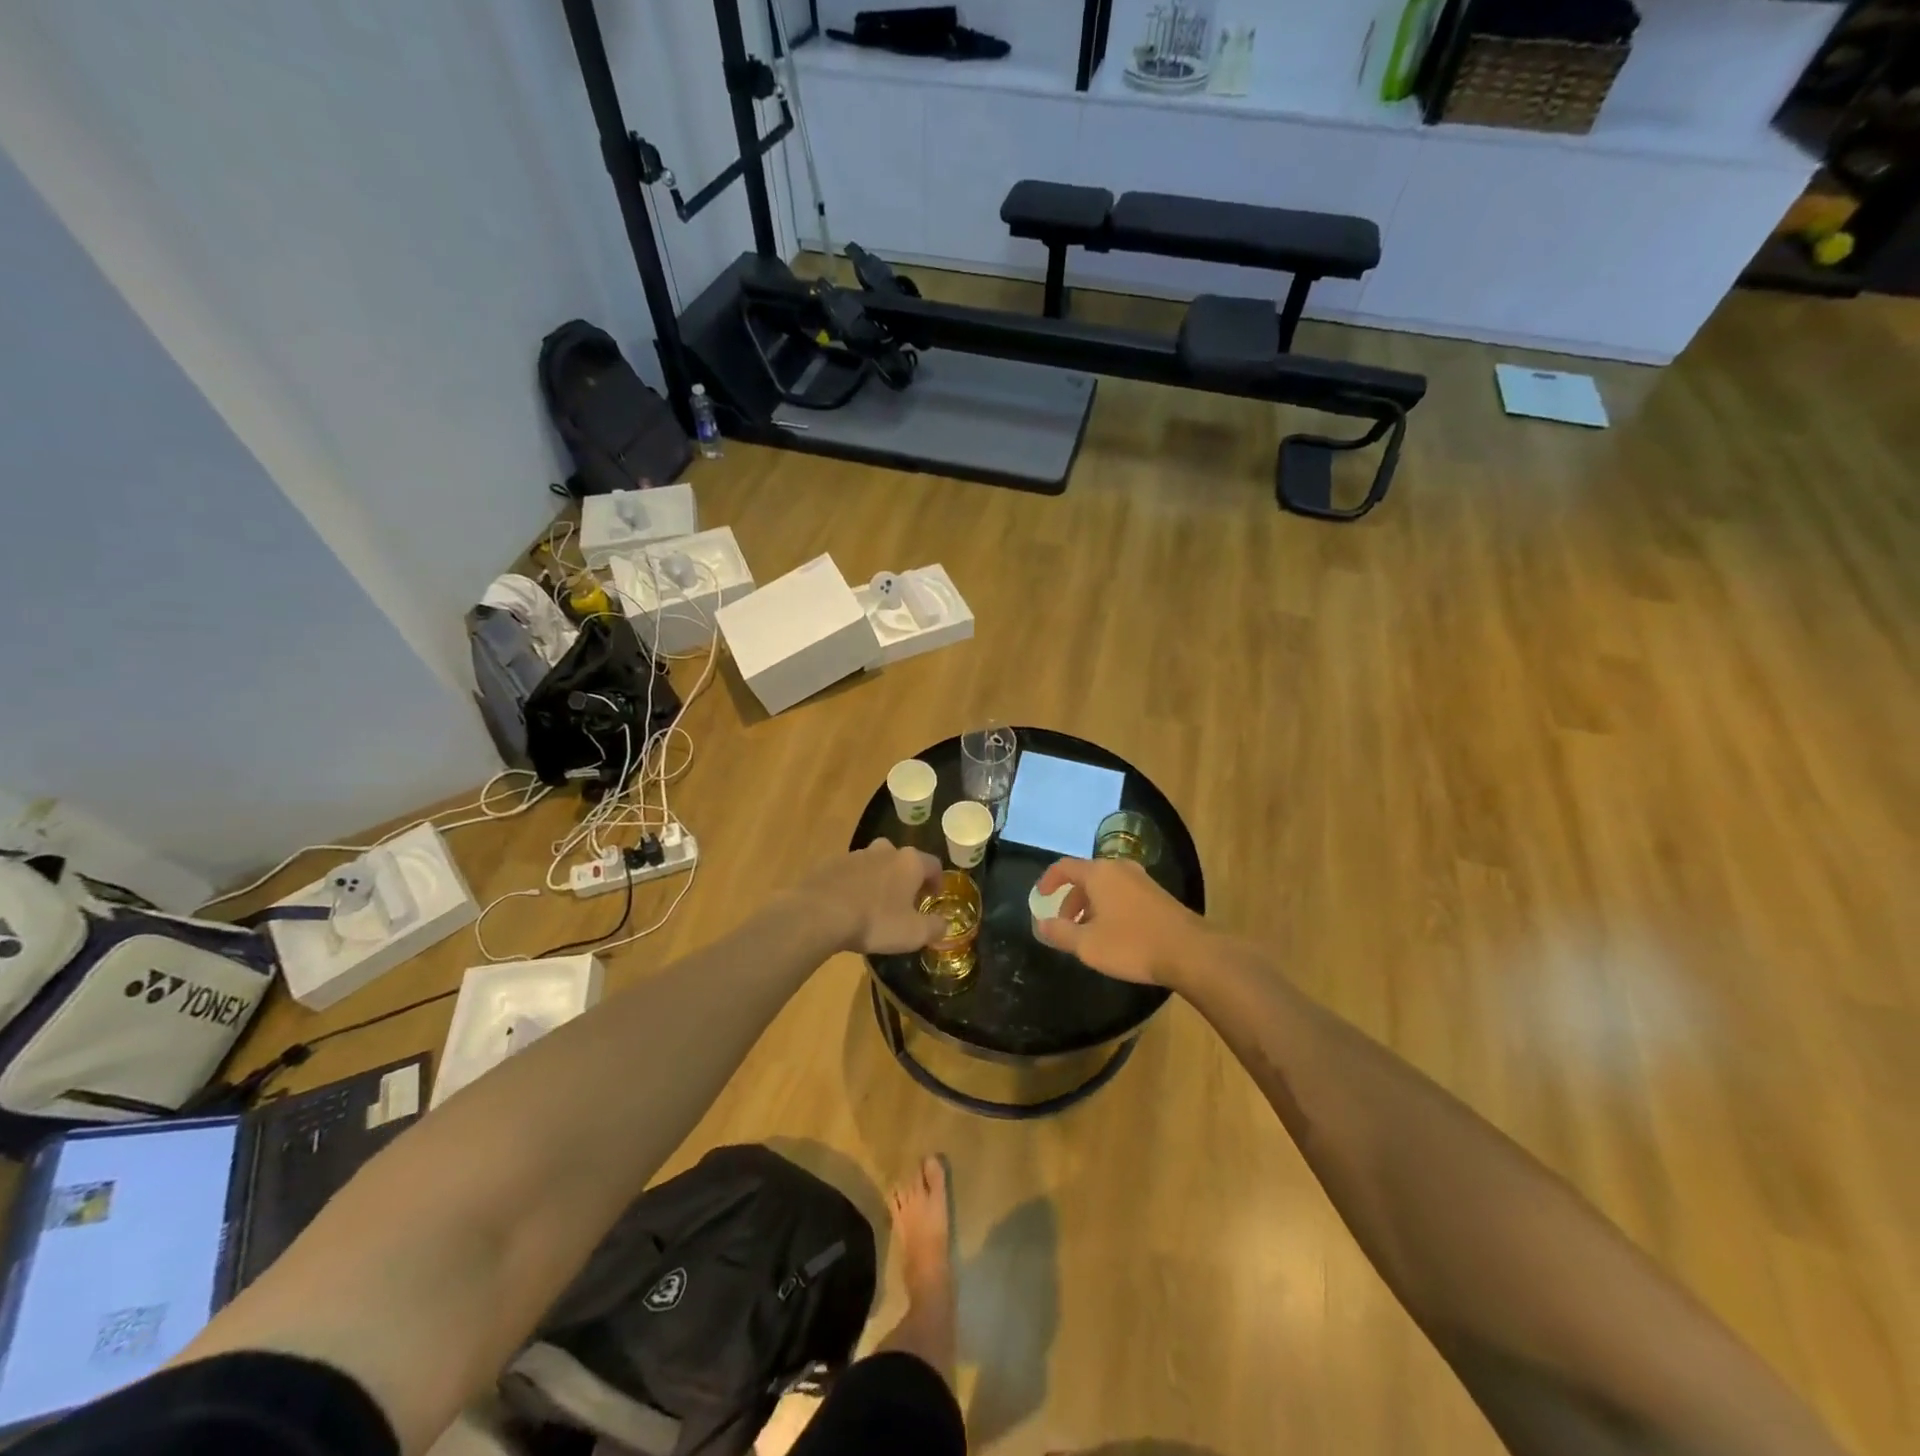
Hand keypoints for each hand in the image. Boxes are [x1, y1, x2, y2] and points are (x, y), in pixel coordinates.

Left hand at [799, 842, 946, 954]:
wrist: (819, 914)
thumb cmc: (875, 921)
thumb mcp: (913, 933)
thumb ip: (935, 928)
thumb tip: (944, 925)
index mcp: (909, 862)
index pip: (933, 865)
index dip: (937, 882)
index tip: (933, 899)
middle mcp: (885, 850)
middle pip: (902, 860)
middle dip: (906, 878)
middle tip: (904, 901)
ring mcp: (855, 854)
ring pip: (875, 864)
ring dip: (879, 880)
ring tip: (874, 906)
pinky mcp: (830, 863)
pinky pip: (850, 873)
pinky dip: (854, 885)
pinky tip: (848, 906)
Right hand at [1033, 857, 1208, 986]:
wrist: (1190, 952)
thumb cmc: (1131, 944)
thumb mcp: (1088, 944)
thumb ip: (1060, 932)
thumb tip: (1041, 924)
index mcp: (1099, 873)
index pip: (1064, 867)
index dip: (1048, 880)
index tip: (1040, 897)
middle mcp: (1120, 868)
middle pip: (1086, 877)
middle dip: (1071, 900)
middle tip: (1064, 925)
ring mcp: (1141, 880)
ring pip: (1105, 887)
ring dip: (1090, 906)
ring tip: (1088, 934)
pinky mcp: (1157, 895)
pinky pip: (1123, 894)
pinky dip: (1109, 908)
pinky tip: (1114, 935)